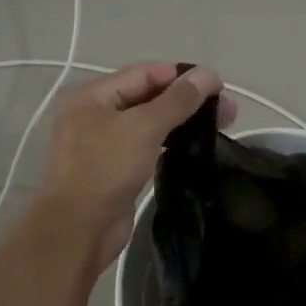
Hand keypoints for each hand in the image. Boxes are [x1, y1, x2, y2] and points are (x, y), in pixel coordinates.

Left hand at [30, 62, 234, 273]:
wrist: (77, 232)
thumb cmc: (104, 169)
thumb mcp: (143, 128)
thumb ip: (178, 100)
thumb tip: (209, 73)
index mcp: (93, 94)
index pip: (145, 73)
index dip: (182, 76)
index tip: (219, 87)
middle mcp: (95, 112)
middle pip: (148, 96)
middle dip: (187, 100)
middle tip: (228, 111)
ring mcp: (103, 142)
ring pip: (150, 122)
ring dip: (182, 122)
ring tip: (221, 126)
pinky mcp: (115, 168)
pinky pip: (147, 146)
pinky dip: (169, 142)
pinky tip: (196, 146)